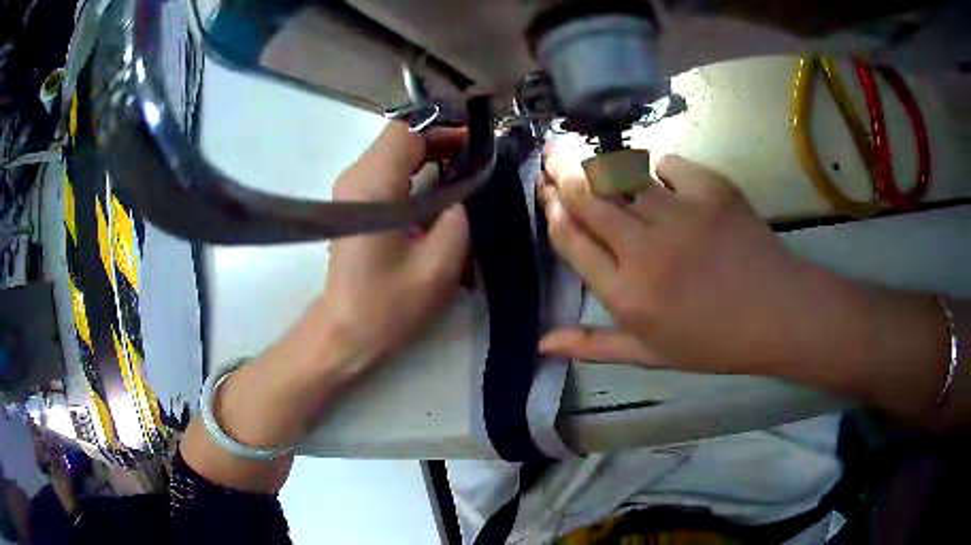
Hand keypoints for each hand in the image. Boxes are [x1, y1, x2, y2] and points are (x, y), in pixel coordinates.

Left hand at [317, 122, 469, 363]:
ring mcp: (348, 189)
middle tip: (471, 161)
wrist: (347, 330)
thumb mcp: (440, 264)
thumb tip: (462, 190)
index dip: (442, 132)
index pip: (405, 133)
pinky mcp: (349, 203)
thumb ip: (458, 216)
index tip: (473, 146)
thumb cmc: (390, 303)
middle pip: (397, 139)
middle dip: (437, 143)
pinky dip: (411, 171)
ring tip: (458, 174)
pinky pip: (383, 171)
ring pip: (390, 153)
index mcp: (373, 188)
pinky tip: (432, 192)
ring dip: (425, 156)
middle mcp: (354, 178)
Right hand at [538, 152, 869, 377]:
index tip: (545, 193)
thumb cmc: (713, 341)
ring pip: (622, 174)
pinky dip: (659, 167)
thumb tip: (542, 342)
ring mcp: (680, 214)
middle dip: (562, 172)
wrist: (778, 314)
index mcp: (627, 296)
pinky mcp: (711, 190)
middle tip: (552, 154)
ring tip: (587, 154)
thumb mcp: (650, 355)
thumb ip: (595, 345)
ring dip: (600, 164)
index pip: (571, 241)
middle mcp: (645, 251)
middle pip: (588, 198)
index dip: (553, 212)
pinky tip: (661, 178)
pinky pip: (669, 163)